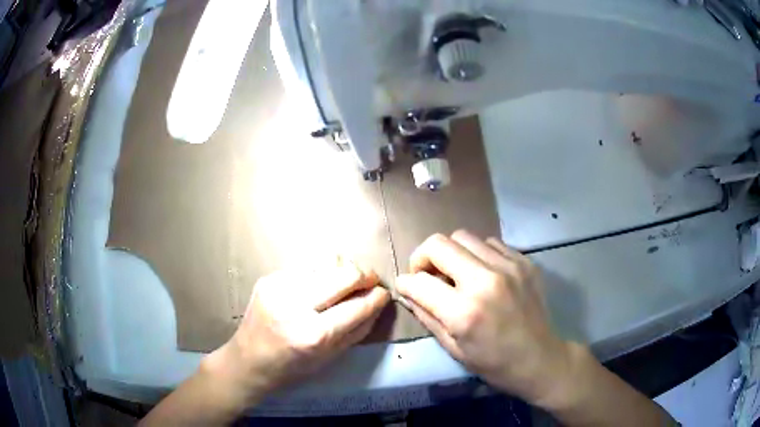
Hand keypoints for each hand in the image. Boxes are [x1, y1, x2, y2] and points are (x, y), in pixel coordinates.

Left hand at [203, 259, 389, 402]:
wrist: (247, 360)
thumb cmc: (291, 368)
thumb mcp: (330, 358)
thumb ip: (358, 330)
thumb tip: (378, 305)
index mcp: (313, 335)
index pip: (357, 306)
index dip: (377, 297)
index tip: (384, 293)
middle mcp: (295, 305)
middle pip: (343, 274)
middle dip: (364, 275)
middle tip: (370, 281)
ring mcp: (279, 287)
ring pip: (326, 262)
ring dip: (344, 270)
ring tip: (349, 280)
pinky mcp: (269, 278)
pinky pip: (306, 266)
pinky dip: (321, 273)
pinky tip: (321, 284)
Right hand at [396, 230, 575, 406]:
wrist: (540, 358)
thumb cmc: (494, 363)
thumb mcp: (453, 348)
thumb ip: (426, 316)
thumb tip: (408, 292)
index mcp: (465, 312)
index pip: (419, 282)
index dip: (404, 283)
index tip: (405, 287)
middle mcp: (486, 281)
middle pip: (438, 244)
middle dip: (422, 258)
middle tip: (427, 275)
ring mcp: (509, 266)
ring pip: (463, 236)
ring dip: (452, 254)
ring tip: (457, 274)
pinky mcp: (524, 261)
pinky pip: (490, 243)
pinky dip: (478, 254)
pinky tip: (483, 274)